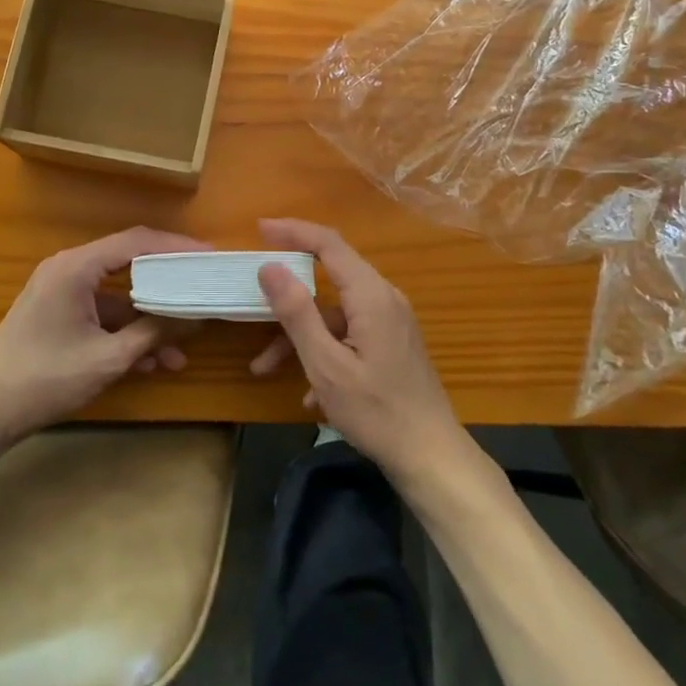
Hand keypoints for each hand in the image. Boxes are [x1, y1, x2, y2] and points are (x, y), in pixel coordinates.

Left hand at [0, 226, 208, 442]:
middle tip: (200, 292)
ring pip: (117, 297)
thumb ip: (153, 332)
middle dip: (167, 286)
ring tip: (180, 352)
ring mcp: (61, 293)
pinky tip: (150, 363)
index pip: (135, 242)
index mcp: (76, 267)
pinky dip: (125, 333)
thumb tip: (194, 318)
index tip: (207, 255)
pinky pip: (101, 315)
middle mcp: (68, 269)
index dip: (175, 246)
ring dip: (147, 322)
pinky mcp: (58, 315)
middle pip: (129, 265)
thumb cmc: (44, 378)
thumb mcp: (107, 358)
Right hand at [250, 219, 467, 478]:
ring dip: (300, 334)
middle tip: (253, 290)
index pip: (329, 243)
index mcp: (371, 295)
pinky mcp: (392, 343)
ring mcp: (391, 321)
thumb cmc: (377, 412)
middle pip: (329, 276)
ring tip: (264, 367)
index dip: (294, 230)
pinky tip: (308, 395)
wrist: (432, 457)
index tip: (259, 228)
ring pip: (334, 313)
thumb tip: (270, 267)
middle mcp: (384, 298)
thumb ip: (297, 313)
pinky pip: (349, 333)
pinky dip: (323, 350)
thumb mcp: (327, 366)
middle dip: (288, 290)